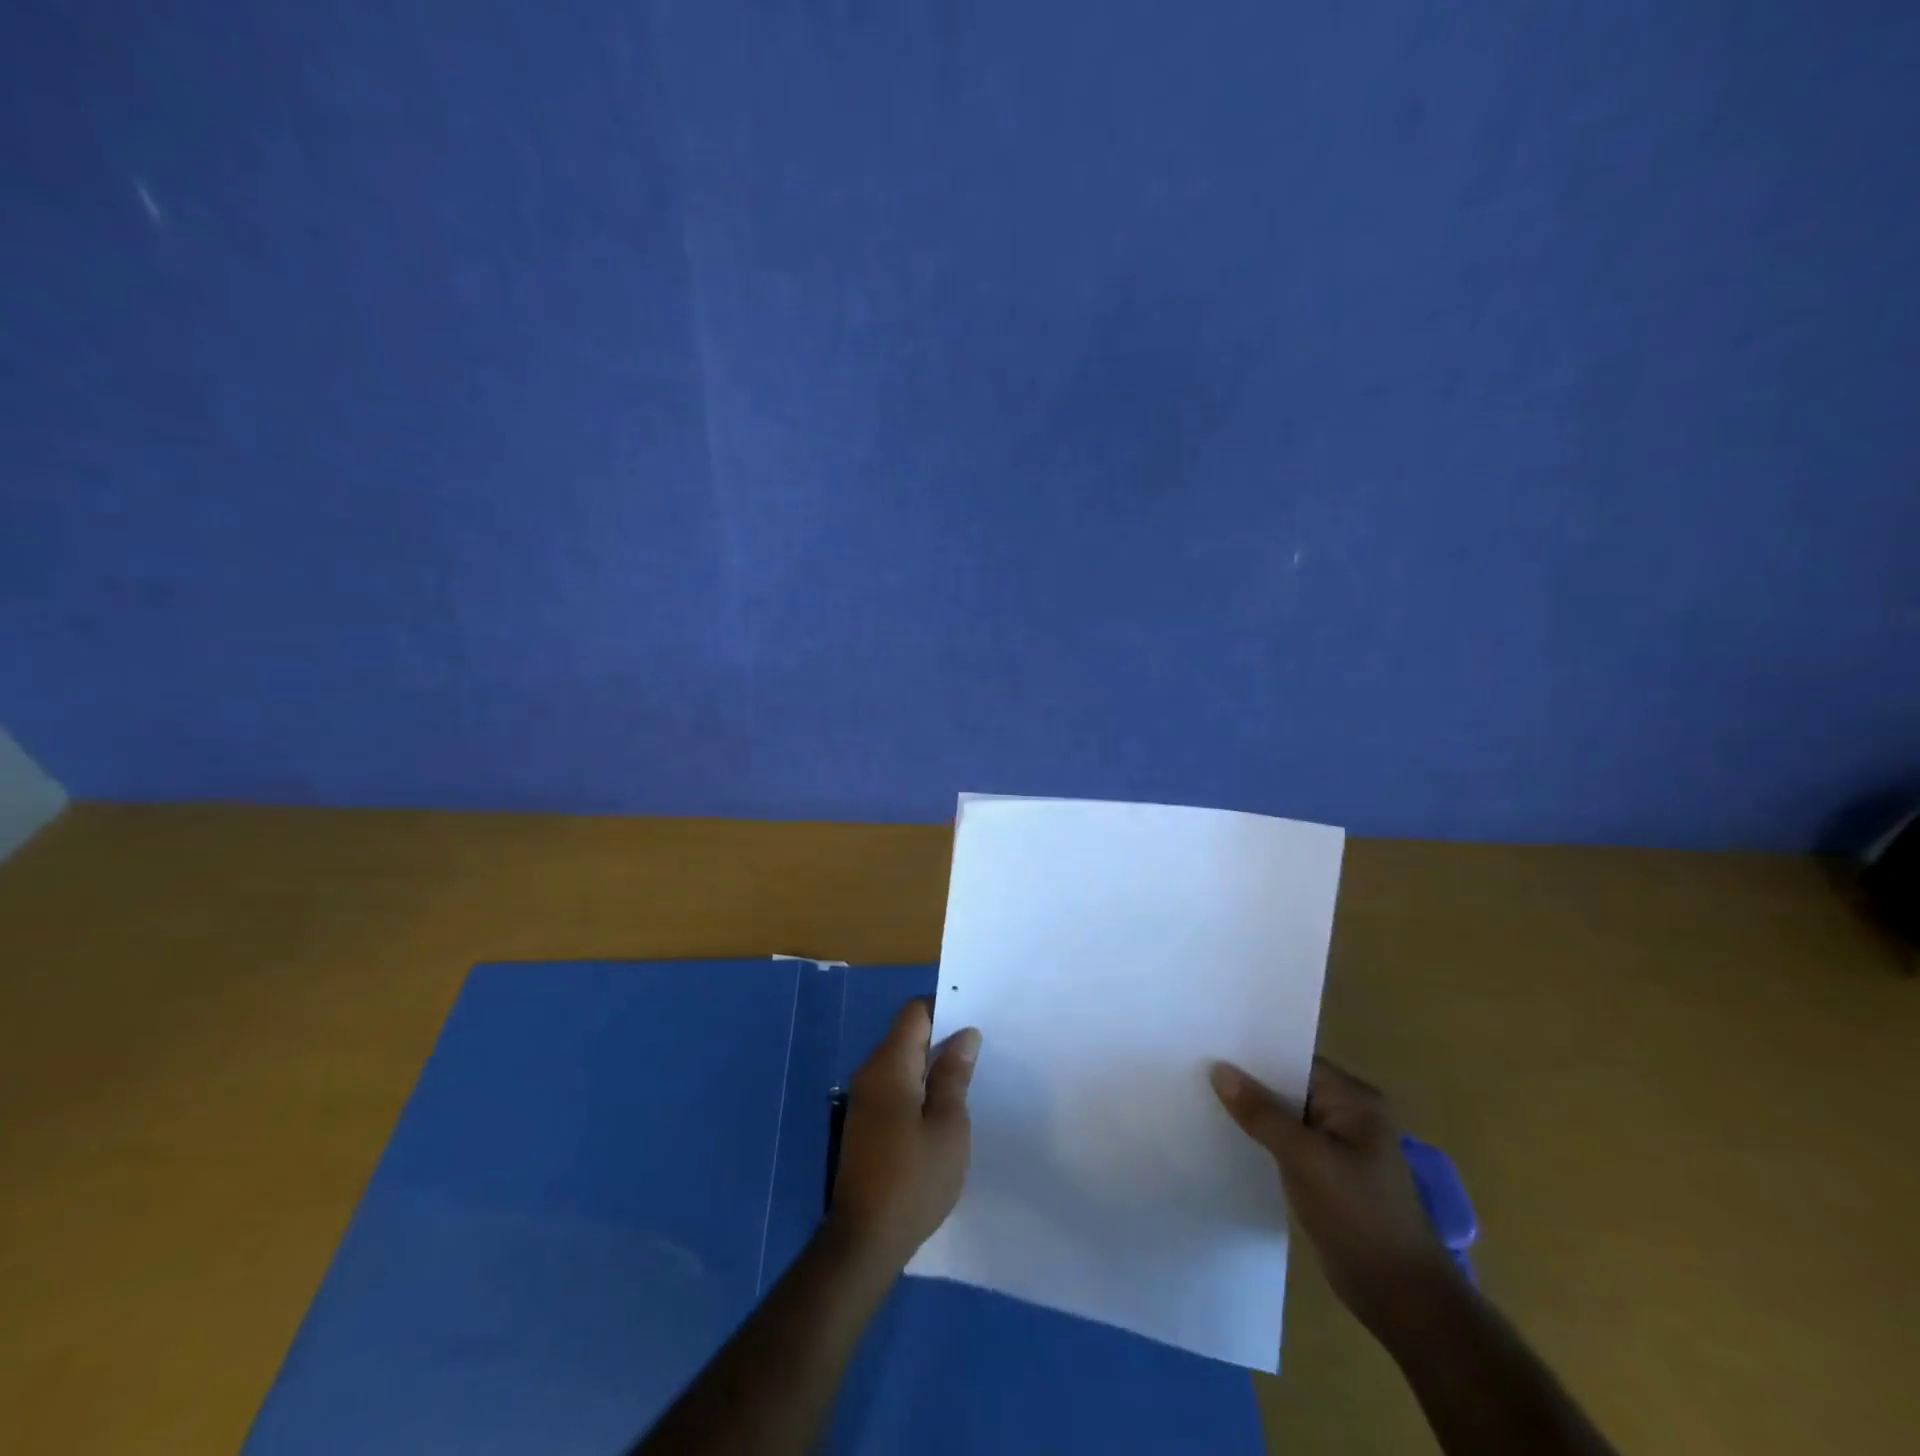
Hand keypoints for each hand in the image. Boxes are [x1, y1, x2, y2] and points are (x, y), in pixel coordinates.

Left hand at [826, 999, 981, 1271]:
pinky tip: (943, 1105)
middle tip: (980, 1046)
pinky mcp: (865, 1122)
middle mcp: (871, 1072)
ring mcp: (864, 1098)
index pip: (915, 1012)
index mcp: (890, 1065)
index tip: (976, 1016)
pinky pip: (895, 1084)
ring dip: (931, 1062)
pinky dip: (919, 1084)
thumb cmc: (913, 1180)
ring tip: (968, 1074)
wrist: (864, 1240)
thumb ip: (954, 1075)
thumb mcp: (948, 1126)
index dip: (945, 1007)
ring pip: (901, 1060)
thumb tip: (965, 1034)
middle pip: (906, 1033)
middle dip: (941, 1034)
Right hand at [1211, 1055, 1455, 1333]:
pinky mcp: (1326, 1174)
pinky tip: (1227, 1137)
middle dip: (1248, 1083)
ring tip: (1201, 1098)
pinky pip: (1286, 1144)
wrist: (1401, 1299)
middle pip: (1287, 1086)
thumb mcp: (1305, 1158)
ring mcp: (1337, 1146)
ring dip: (1252, 1113)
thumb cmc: (1359, 1216)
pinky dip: (1261, 1140)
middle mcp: (1348, 1114)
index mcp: (1354, 1100)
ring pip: (1283, 1116)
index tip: (1210, 1047)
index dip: (1253, 1055)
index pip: (1294, 1060)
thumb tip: (1219, 1069)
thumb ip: (1261, 1113)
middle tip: (1196, 1069)